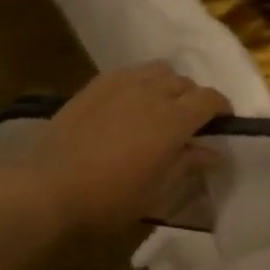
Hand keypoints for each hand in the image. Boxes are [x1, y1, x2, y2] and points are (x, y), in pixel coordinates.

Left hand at [5, 64, 229, 234]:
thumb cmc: (108, 198)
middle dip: (194, 100)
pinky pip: (130, 72)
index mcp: (172, 120)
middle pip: (185, 83)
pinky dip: (141, 82)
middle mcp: (151, 93)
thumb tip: (214, 152)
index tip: (222, 124)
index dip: (222, 109)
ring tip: (159, 108)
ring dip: (168, 86)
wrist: (46, 187)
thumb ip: (187, 165)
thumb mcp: (156, 192)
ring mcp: (121, 84)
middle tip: (188, 125)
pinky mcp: (96, 85)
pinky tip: (130, 103)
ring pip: (158, 71)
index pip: (210, 99)